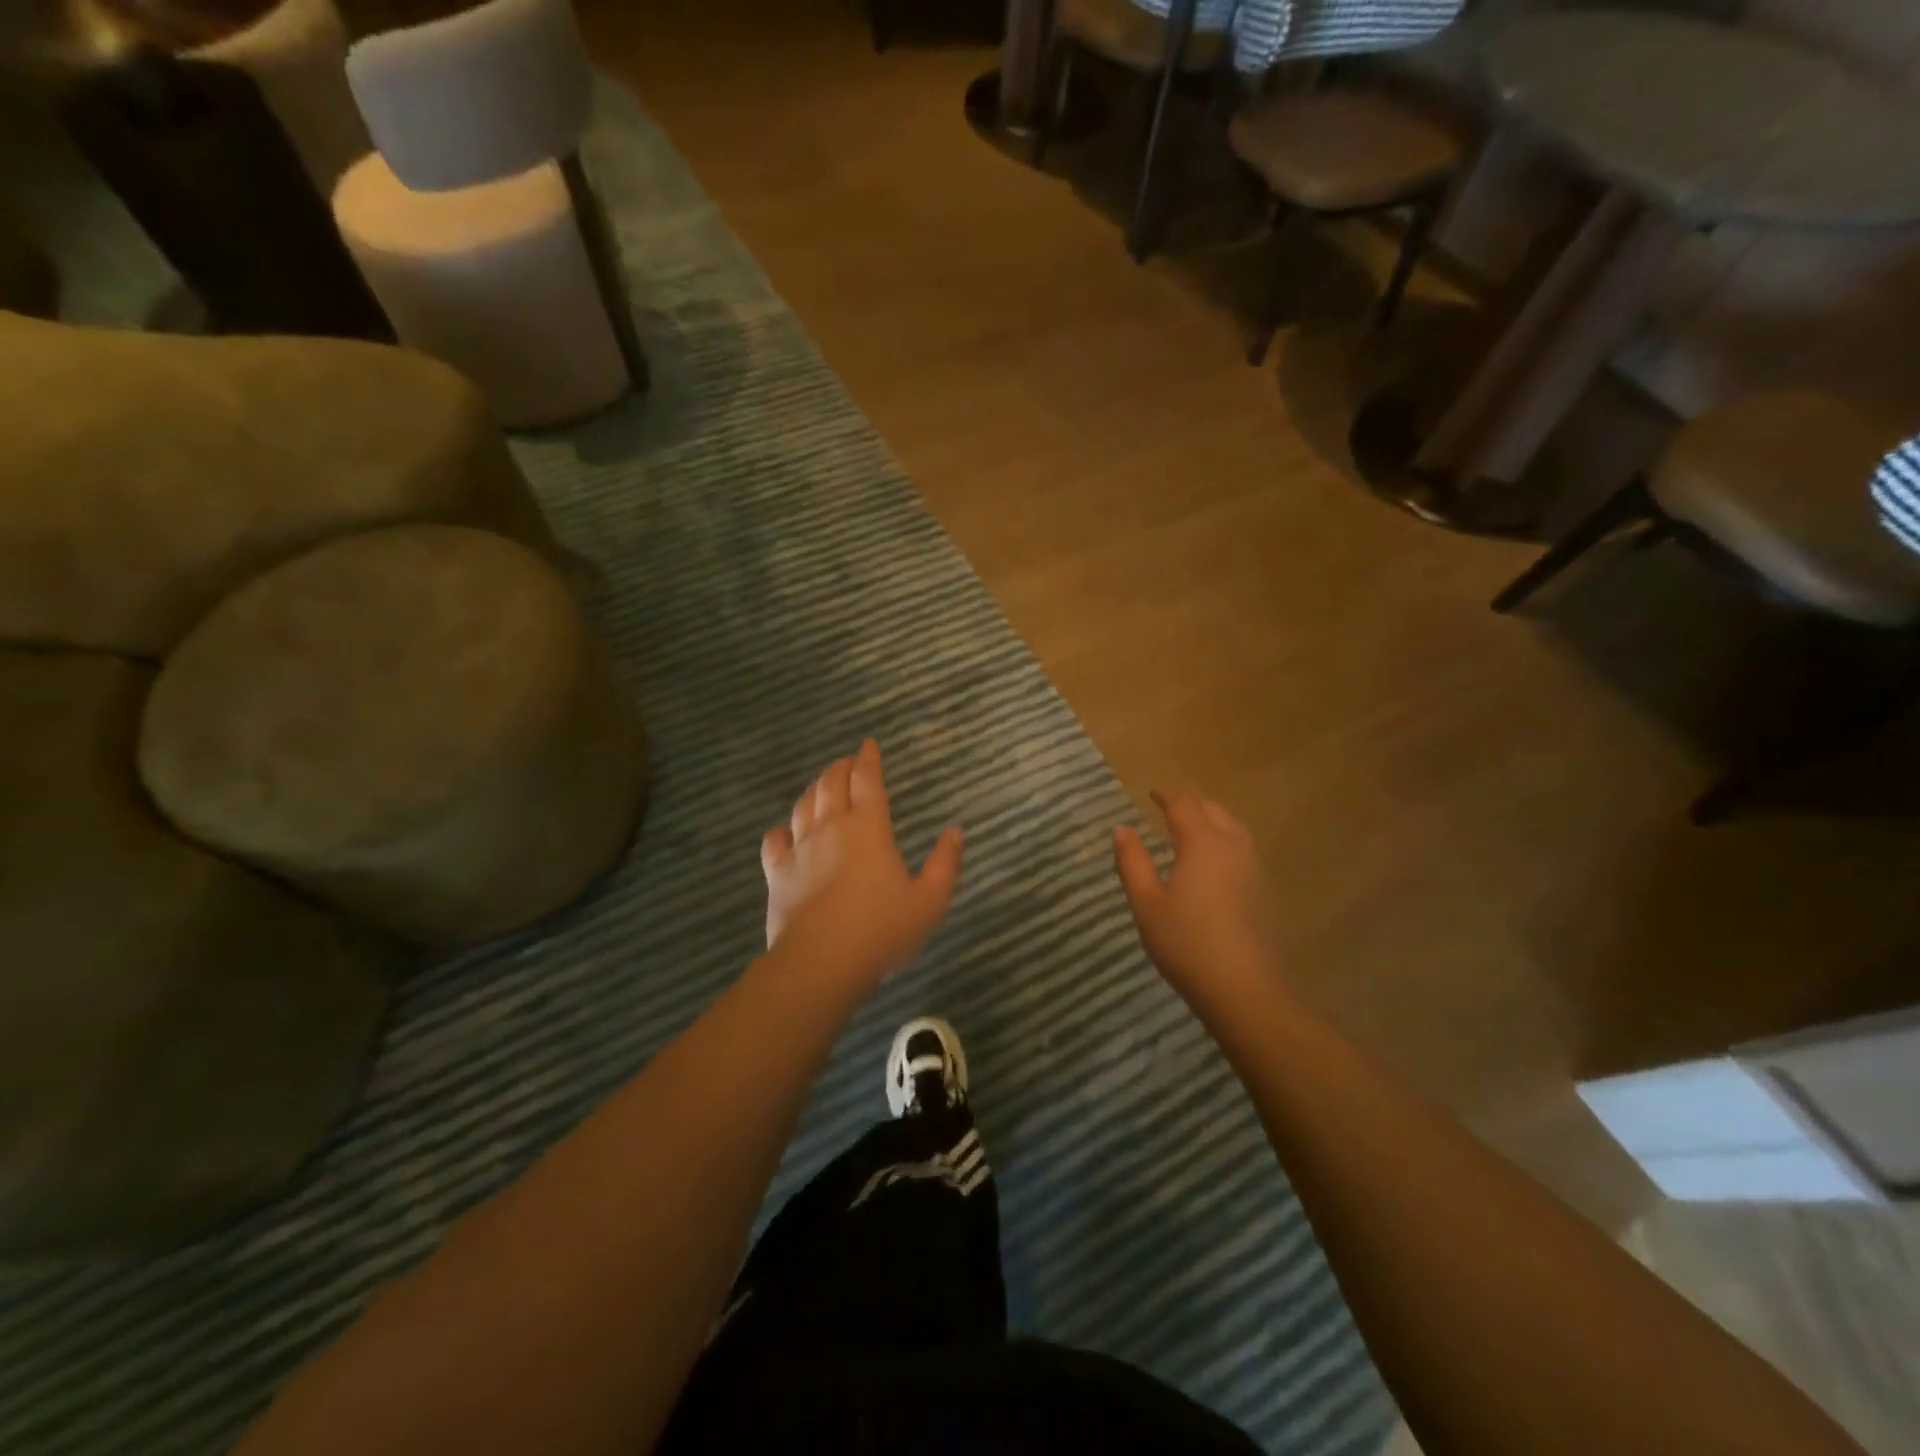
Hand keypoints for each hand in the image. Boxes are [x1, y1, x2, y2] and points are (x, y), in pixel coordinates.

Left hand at [760, 740, 963, 997]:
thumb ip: (945, 863)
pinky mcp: (777, 874)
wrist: (822, 963)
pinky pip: (774, 841)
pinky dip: (781, 830)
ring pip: (803, 806)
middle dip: (840, 768)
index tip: (868, 744)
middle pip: (831, 785)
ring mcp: (800, 850)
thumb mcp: (930, 900)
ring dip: (814, 790)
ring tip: (821, 785)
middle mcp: (832, 829)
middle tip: (847, 762)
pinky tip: (784, 832)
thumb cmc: (882, 930)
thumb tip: (956, 831)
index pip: (867, 781)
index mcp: (869, 829)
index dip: (868, 759)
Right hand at [1113, 791, 1279, 1008]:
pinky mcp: (1263, 890)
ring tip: (1191, 830)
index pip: (1184, 804)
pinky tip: (1213, 863)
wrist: (1244, 990)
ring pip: (1233, 828)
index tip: (1152, 793)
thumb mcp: (1146, 903)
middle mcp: (1233, 847)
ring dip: (1211, 820)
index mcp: (1203, 844)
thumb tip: (1122, 829)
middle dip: (1191, 803)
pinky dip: (1224, 841)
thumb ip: (1132, 862)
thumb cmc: (1186, 943)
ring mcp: (1254, 868)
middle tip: (1169, 808)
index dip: (1166, 795)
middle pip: (1214, 809)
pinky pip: (1243, 849)